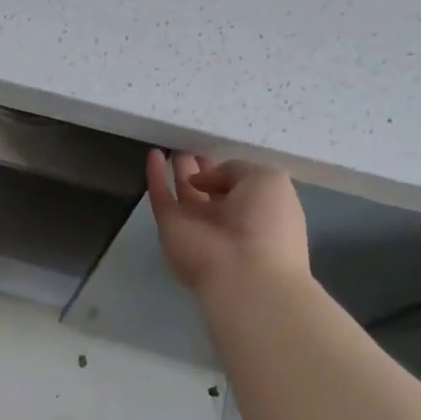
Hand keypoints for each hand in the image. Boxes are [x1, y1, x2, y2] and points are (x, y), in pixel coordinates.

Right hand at [146, 150, 308, 293]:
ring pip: (185, 191)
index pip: (239, 184)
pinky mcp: (169, 226)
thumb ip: (236, 168)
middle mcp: (227, 217)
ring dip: (179, 171)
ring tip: (173, 147)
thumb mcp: (268, 180)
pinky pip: (160, 196)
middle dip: (201, 168)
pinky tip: (152, 154)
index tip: (215, 149)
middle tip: (189, 146)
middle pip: (210, 188)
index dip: (227, 168)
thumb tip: (203, 178)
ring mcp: (196, 222)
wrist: (242, 272)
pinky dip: (154, 176)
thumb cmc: (266, 223)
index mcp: (257, 208)